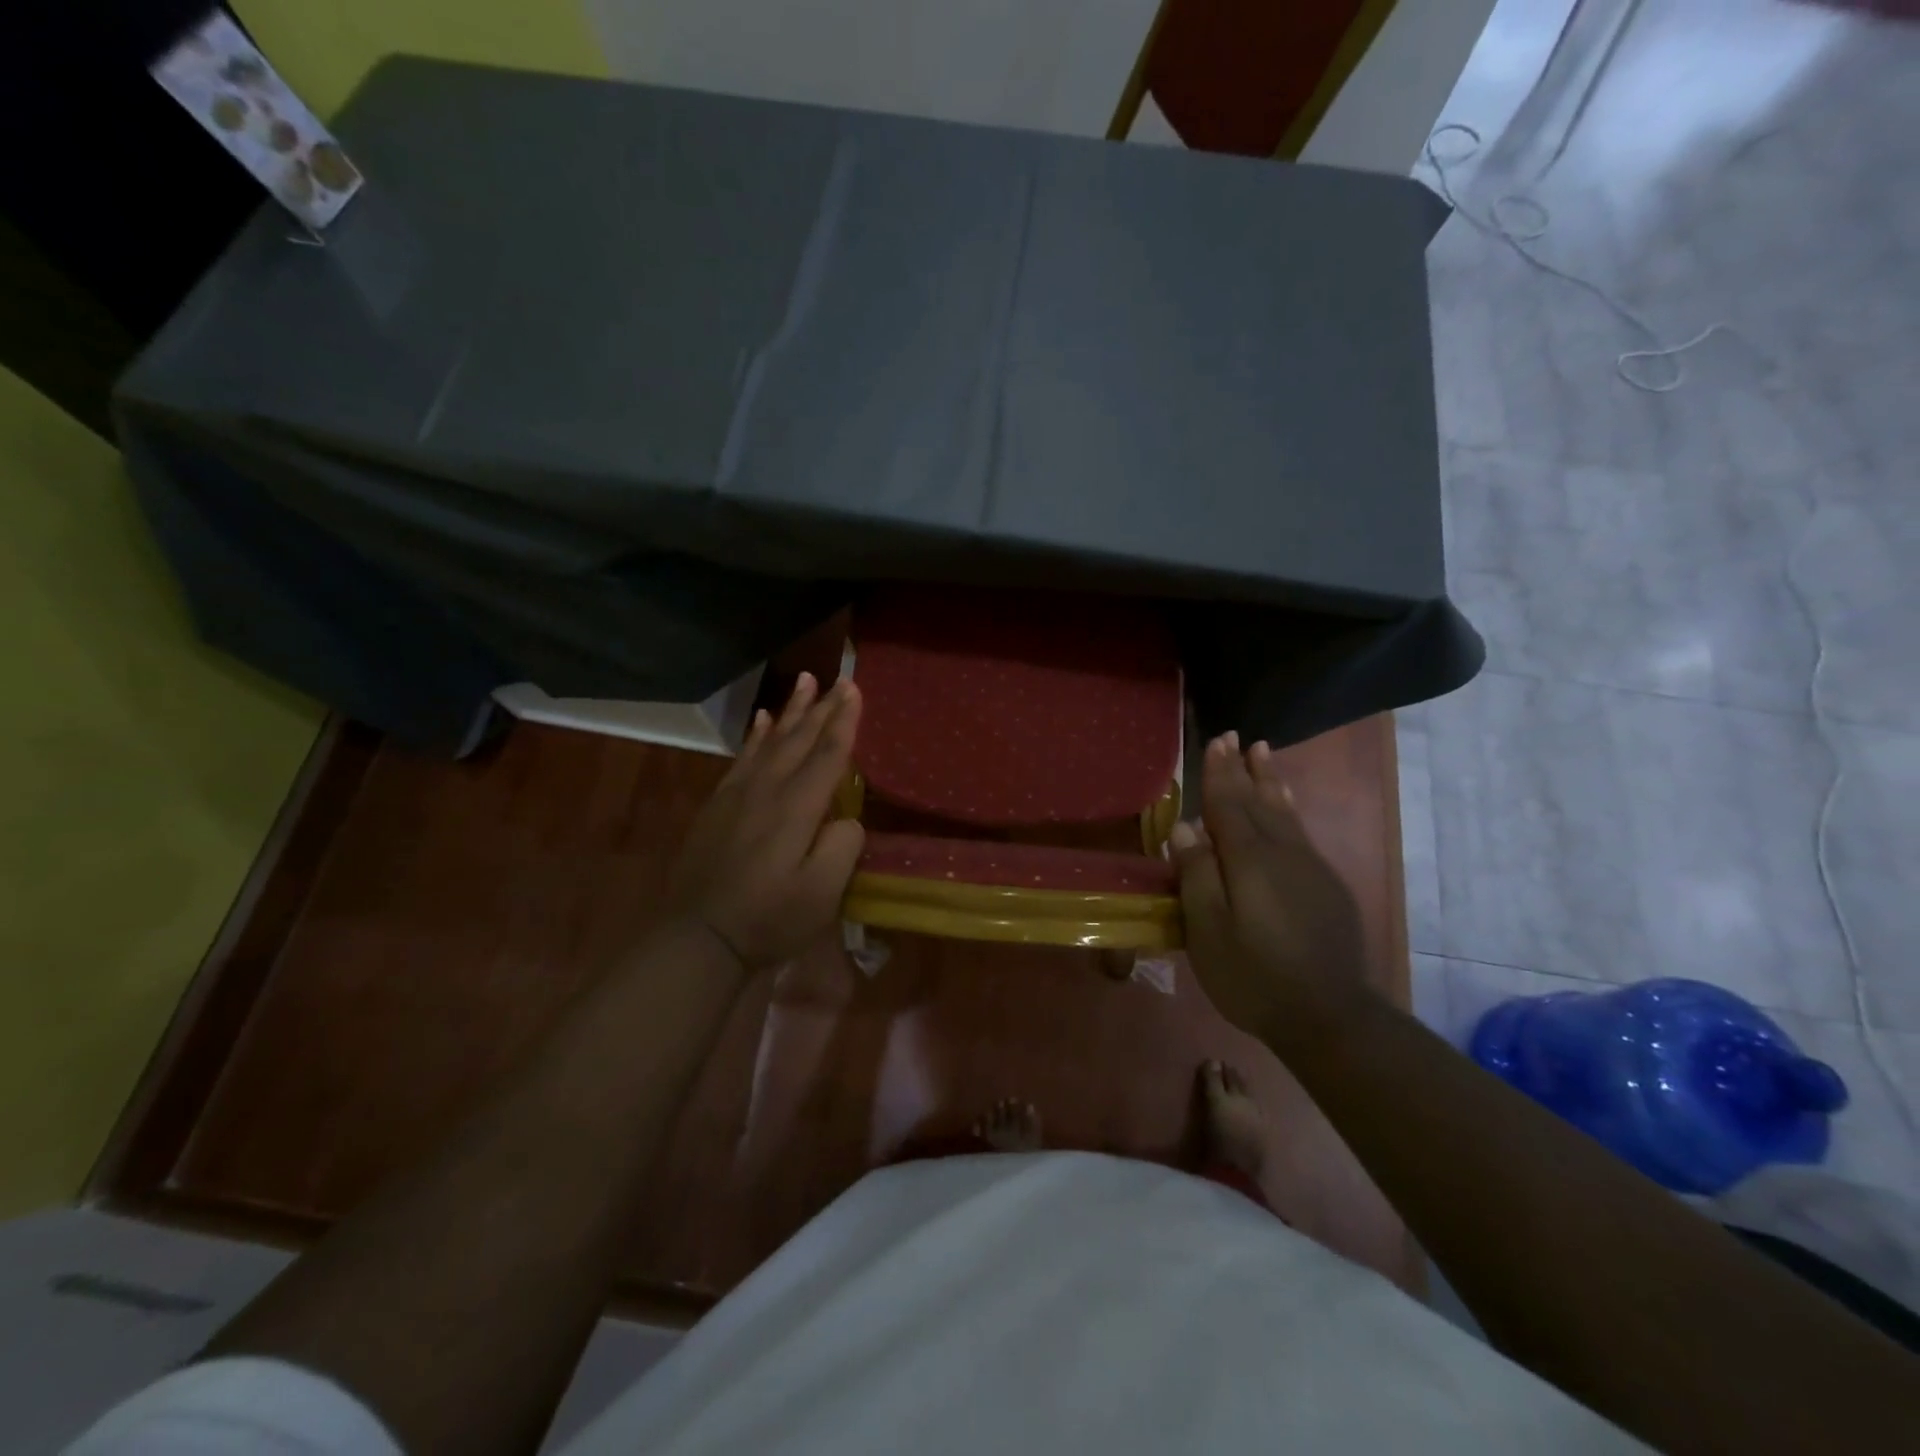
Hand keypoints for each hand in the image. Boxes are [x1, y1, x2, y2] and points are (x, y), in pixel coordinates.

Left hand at [663, 673, 865, 971]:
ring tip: (805, 682)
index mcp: (797, 808)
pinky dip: (756, 735)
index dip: (844, 722)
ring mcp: (738, 795)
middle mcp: (768, 790)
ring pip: (771, 741)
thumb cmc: (768, 918)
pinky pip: (742, 758)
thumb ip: (842, 847)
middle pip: (800, 739)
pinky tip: (762, 721)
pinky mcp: (719, 806)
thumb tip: (848, 819)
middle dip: (823, 707)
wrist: (700, 938)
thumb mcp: (822, 894)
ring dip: (791, 711)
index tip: (855, 689)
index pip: (828, 754)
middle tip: (840, 678)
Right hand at [1169, 733, 1371, 1041]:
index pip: (1228, 804)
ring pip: (1285, 813)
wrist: (1331, 1017)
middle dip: (1244, 769)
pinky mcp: (1328, 887)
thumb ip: (1196, 875)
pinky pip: (1301, 832)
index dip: (1219, 773)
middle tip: (1235, 737)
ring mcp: (1311, 868)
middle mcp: (1283, 853)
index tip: (1217, 740)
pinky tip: (1286, 807)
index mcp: (1249, 860)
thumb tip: (1185, 827)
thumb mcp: (1208, 931)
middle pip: (1259, 801)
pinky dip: (1288, 809)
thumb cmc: (1254, 976)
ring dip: (1271, 781)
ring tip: (1263, 754)